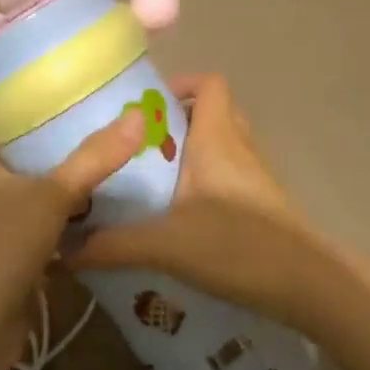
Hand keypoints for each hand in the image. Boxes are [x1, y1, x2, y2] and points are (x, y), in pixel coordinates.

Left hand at [0, 109, 146, 304]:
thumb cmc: (4, 244)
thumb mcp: (53, 193)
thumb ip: (95, 158)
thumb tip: (137, 116)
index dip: (24, 114)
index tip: (62, 99)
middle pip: (23, 166)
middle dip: (56, 153)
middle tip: (100, 132)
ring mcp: (0, 234)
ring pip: (37, 203)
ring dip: (65, 193)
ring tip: (108, 169)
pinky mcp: (15, 266)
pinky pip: (47, 237)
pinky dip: (69, 230)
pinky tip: (102, 219)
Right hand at [67, 74, 329, 326]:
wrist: (306, 285)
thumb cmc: (236, 245)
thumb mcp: (165, 244)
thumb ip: (112, 244)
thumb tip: (63, 247)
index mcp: (217, 137)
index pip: (209, 84)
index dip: (180, 83)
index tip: (145, 106)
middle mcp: (239, 146)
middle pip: (213, 112)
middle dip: (177, 121)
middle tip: (140, 144)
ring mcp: (255, 175)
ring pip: (222, 144)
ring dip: (192, 152)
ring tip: (154, 178)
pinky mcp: (262, 203)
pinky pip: (230, 173)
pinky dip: (206, 180)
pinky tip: (180, 215)